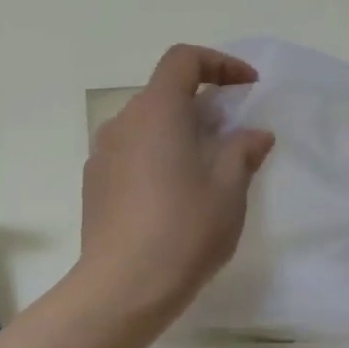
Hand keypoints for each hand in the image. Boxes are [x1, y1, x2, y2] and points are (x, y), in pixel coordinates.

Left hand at [79, 45, 275, 326]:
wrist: (123, 287)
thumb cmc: (184, 229)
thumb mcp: (229, 189)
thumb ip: (243, 151)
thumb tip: (254, 135)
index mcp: (156, 111)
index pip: (183, 60)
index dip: (220, 63)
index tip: (248, 87)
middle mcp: (122, 123)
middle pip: (164, 94)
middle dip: (203, 105)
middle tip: (234, 137)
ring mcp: (102, 155)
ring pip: (146, 127)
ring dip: (179, 135)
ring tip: (207, 171)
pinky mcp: (94, 185)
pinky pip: (131, 155)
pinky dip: (157, 158)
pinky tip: (174, 197)